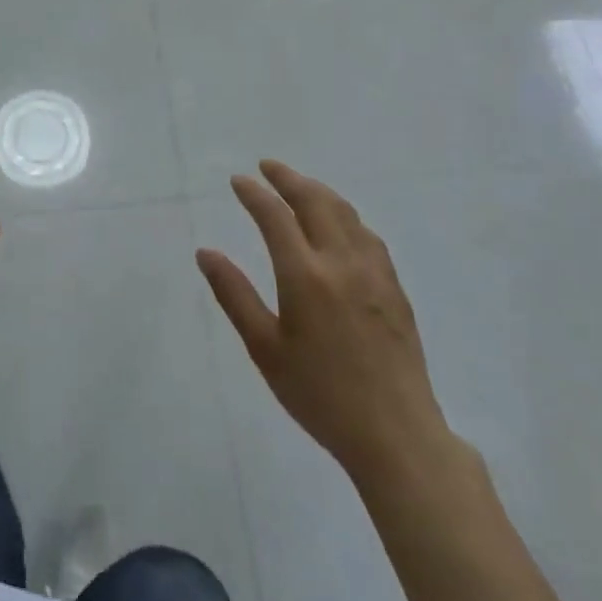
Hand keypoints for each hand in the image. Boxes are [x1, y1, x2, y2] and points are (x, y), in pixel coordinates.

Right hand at [198, 160, 460, 483]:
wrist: (396, 434)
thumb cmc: (320, 395)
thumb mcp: (265, 350)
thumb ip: (234, 295)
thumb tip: (205, 253)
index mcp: (305, 276)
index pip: (275, 216)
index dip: (254, 194)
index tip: (237, 180)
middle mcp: (341, 262)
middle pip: (315, 201)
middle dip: (288, 178)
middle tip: (267, 166)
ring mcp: (374, 272)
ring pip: (346, 213)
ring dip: (318, 191)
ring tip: (299, 186)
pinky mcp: (394, 287)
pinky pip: (367, 234)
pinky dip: (345, 215)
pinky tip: (340, 224)